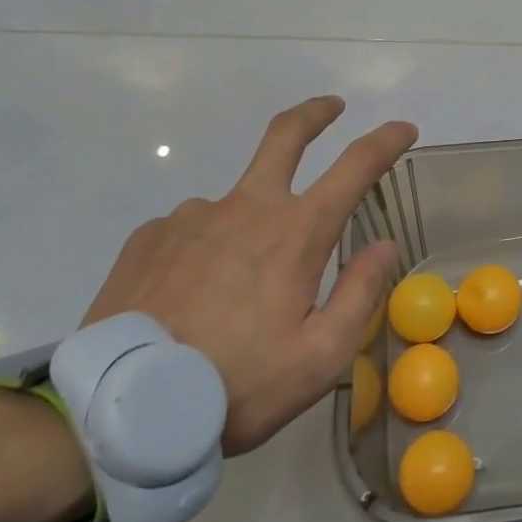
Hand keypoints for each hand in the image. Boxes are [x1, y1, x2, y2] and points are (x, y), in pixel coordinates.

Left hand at [82, 96, 416, 455]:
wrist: (118, 414)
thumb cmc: (236, 386)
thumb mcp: (320, 356)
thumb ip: (360, 292)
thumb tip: (384, 244)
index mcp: (296, 233)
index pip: (355, 166)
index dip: (386, 141)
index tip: (404, 128)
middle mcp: (245, 208)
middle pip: (285, 136)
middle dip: (315, 114)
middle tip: (332, 106)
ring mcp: (191, 218)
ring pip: (237, 203)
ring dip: (252, 225)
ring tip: (236, 293)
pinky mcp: (149, 238)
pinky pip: (192, 229)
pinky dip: (207, 248)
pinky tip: (193, 295)